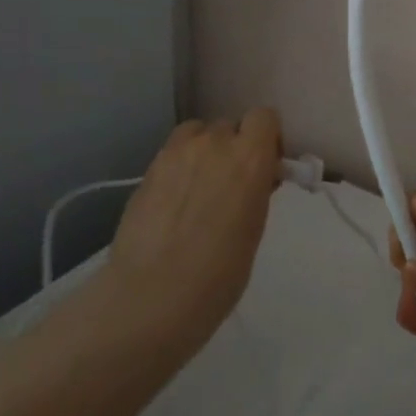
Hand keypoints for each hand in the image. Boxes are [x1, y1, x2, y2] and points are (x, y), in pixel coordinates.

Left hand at [106, 110, 281, 353]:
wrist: (152, 297)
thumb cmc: (219, 274)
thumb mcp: (254, 228)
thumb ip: (255, 191)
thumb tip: (253, 181)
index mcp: (250, 157)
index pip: (265, 118)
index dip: (267, 138)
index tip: (266, 166)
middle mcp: (214, 143)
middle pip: (230, 126)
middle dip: (234, 147)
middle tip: (231, 183)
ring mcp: (175, 153)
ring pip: (197, 133)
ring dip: (204, 150)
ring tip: (199, 187)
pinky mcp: (147, 169)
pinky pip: (172, 152)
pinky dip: (179, 166)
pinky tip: (174, 200)